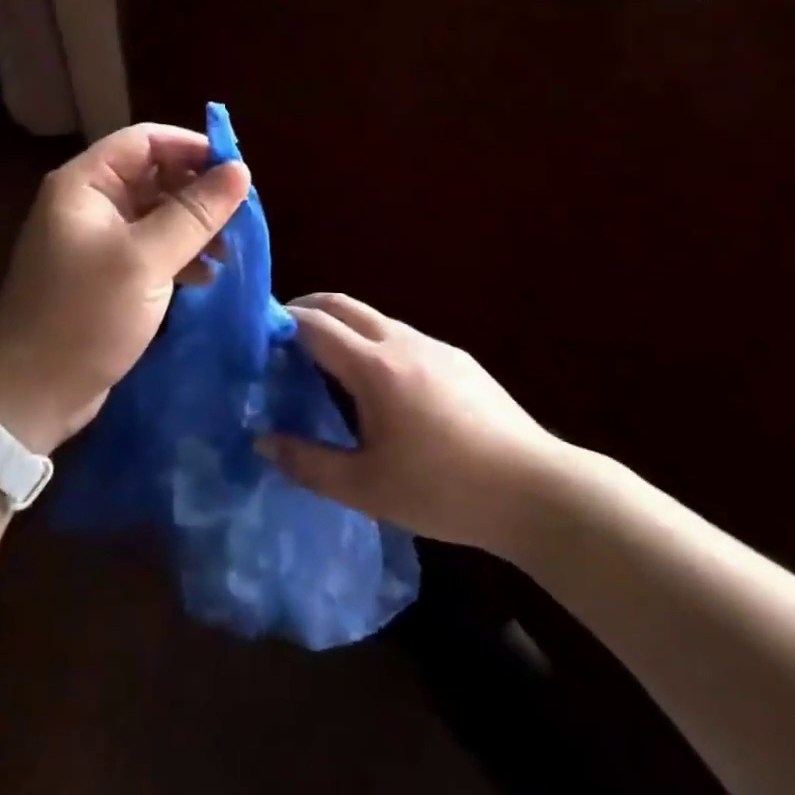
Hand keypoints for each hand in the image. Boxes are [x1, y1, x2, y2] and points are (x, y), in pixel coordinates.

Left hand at [0, 123, 250, 453]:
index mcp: (86, 184)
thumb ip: (194, 213)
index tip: (238, 170)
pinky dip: (181, 255)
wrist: (30, 395)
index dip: (191, 147)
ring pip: (157, 213)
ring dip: (194, 226)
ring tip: (231, 250)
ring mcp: (98, 240)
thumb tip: (241, 170)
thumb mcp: (145, 261)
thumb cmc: (83, 316)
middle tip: (241, 215)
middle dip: (198, 191)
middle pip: (154, 174)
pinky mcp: (108, 275)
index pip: (145, 140)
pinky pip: (152, 248)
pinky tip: (208, 276)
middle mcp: (91, 203)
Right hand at [258, 293, 566, 552]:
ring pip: (374, 318)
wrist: (537, 490)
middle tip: (281, 336)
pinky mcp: (459, 360)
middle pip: (342, 304)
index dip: (281, 322)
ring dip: (342, 326)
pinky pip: (402, 337)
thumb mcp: (366, 488)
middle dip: (306, 309)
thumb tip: (262, 441)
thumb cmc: (444, 490)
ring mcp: (435, 346)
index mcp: (374, 367)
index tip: (257, 335)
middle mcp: (401, 341)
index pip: (314, 324)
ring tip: (326, 363)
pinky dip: (374, 342)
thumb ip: (308, 463)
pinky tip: (382, 387)